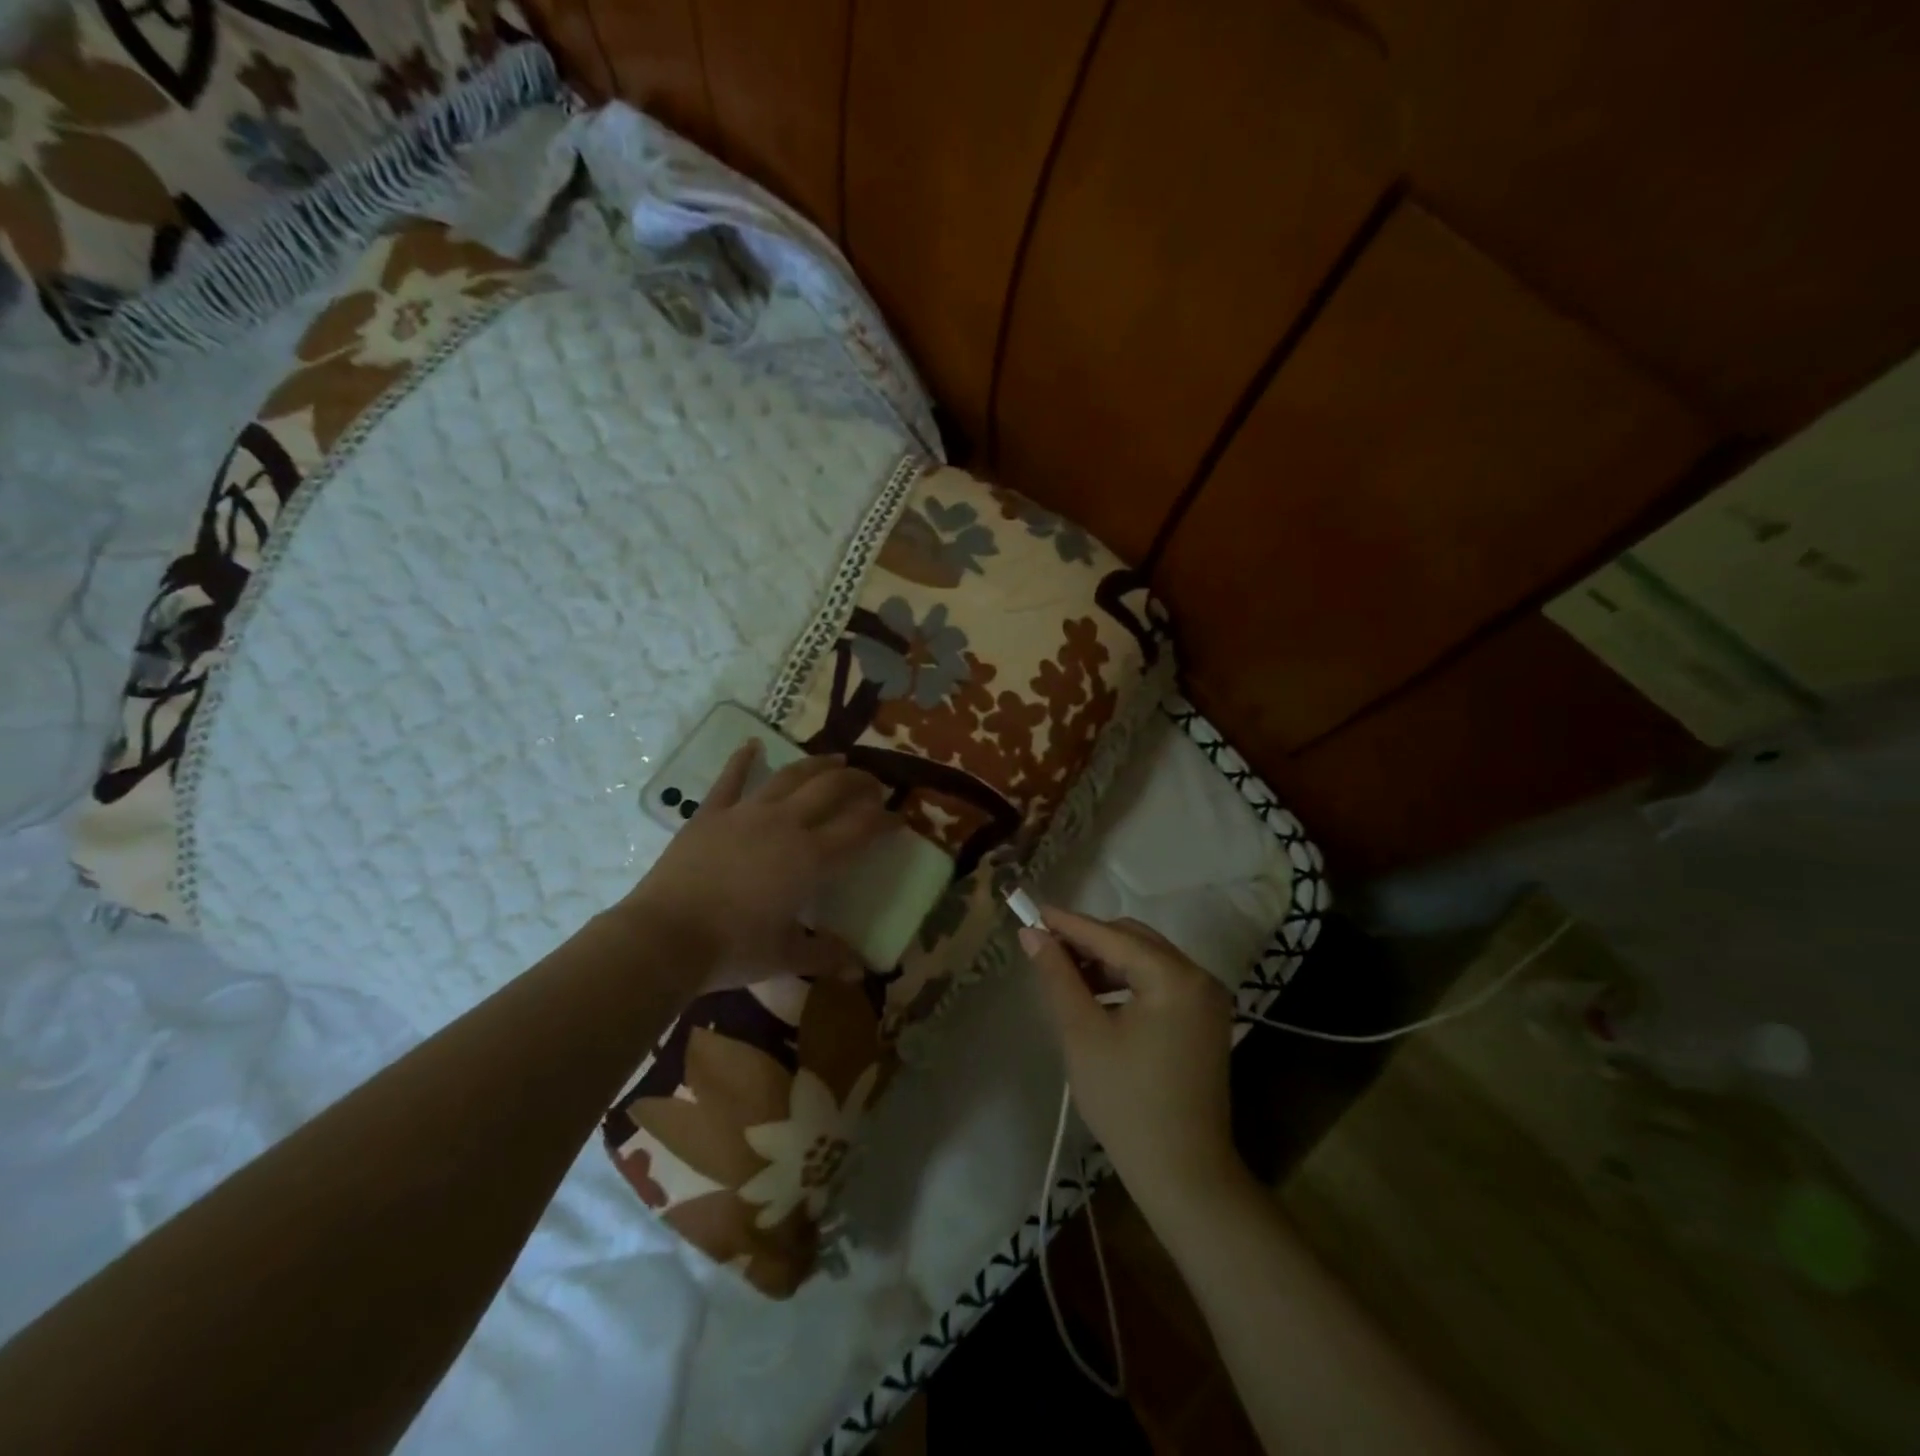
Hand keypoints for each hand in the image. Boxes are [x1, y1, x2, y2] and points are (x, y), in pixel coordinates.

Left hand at [618, 741, 892, 991]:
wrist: (665, 937)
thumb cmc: (732, 948)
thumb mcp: (785, 957)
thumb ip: (825, 956)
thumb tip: (860, 970)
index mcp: (810, 858)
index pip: (860, 829)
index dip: (885, 820)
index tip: (899, 817)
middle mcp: (785, 825)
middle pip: (831, 790)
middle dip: (858, 782)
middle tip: (873, 784)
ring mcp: (746, 813)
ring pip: (790, 777)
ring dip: (817, 765)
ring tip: (836, 759)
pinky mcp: (711, 814)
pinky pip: (730, 779)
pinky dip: (742, 759)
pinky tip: (752, 744)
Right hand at [1020, 908, 1243, 1216]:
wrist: (1183, 1174)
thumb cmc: (1126, 1102)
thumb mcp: (1082, 1033)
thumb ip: (1058, 976)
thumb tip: (1032, 934)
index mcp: (1174, 977)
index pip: (1112, 935)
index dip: (1069, 923)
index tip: (1033, 911)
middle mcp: (1199, 978)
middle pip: (1134, 940)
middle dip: (1089, 941)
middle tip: (1046, 947)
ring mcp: (1207, 1000)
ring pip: (1147, 960)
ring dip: (1107, 962)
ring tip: (1066, 976)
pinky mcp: (1205, 1021)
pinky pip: (1160, 983)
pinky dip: (1127, 983)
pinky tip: (1098, 998)